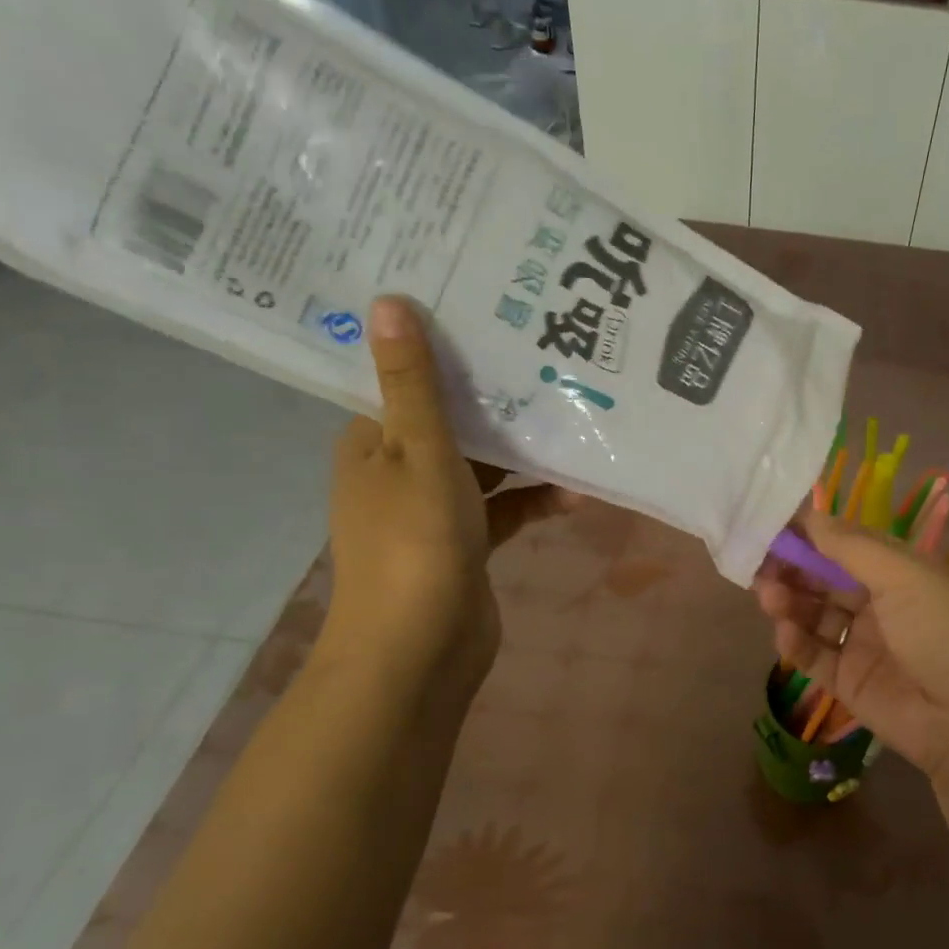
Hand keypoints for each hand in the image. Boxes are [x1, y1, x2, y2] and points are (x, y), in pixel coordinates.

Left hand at [323, 297, 573, 689]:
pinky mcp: (467, 544)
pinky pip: (504, 508)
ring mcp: (434, 511)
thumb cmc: (415, 540)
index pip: (403, 382)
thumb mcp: (420, 450)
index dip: (442, 350)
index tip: (489, 316)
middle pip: (451, 421)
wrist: (420, 648)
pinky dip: (534, 499)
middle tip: (548, 359)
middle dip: (495, 399)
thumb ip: (414, 382)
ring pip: (484, 466)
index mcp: (372, 443)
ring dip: (524, 452)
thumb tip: (386, 301)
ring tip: (574, 420)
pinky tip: (577, 492)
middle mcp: (398, 471)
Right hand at [755, 509, 948, 820]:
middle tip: (761, 566)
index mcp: (900, 570)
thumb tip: (810, 515)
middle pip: (824, 579)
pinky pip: (814, 656)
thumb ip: (851, 546)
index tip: (773, 529)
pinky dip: (795, 643)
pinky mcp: (849, 683)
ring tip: (770, 598)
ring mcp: (863, 644)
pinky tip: (785, 634)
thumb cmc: (945, 630)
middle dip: (793, 569)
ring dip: (789, 602)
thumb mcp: (905, 575)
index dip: (810, 536)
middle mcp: (880, 603)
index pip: (846, 544)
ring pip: (814, 615)